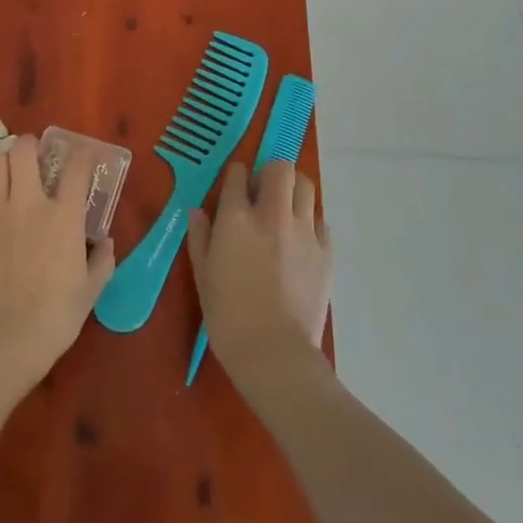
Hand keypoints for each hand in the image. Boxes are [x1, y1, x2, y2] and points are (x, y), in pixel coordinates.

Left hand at [0, 133, 114, 395]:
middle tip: (34, 158)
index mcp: (64, 214)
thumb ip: (102, 260)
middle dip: (30, 146)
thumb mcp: (91, 290)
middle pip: (24, 150)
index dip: (83, 154)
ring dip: (4, 165)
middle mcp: (29, 202)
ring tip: (8, 177)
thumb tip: (106, 243)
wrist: (4, 340)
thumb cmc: (56, 316)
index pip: (77, 166)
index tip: (85, 156)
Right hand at [186, 162, 331, 392]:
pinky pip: (320, 219)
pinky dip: (309, 220)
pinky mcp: (325, 251)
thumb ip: (200, 237)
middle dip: (270, 173)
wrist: (275, 354)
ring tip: (285, 207)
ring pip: (305, 185)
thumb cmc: (228, 318)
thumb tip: (197, 211)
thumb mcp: (202, 276)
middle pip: (280, 168)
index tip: (235, 184)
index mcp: (236, 218)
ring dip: (293, 189)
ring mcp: (303, 231)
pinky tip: (300, 238)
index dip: (236, 175)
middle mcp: (272, 215)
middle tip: (263, 192)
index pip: (238, 174)